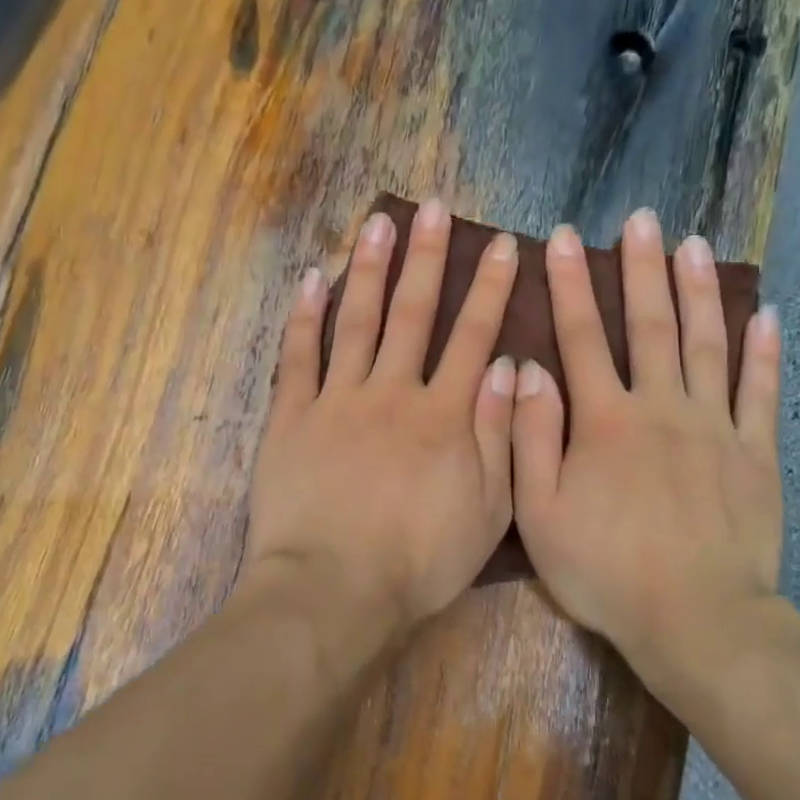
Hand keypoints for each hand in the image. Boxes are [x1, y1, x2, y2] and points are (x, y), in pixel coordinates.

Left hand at [242, 200, 519, 643]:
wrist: (334, 590)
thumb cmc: (419, 561)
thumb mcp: (487, 510)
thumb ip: (499, 434)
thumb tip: (507, 365)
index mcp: (443, 415)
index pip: (472, 337)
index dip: (489, 289)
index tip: (502, 246)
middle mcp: (392, 392)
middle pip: (413, 313)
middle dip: (427, 258)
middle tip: (433, 209)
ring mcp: (337, 400)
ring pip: (357, 320)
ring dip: (369, 269)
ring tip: (378, 223)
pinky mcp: (292, 417)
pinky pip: (298, 356)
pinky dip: (304, 316)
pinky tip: (312, 278)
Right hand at [510, 209, 783, 667]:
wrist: (695, 619)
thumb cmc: (605, 570)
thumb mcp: (539, 513)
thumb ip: (531, 438)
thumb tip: (527, 370)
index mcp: (605, 420)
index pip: (582, 336)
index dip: (570, 283)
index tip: (562, 237)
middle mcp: (661, 407)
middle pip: (651, 325)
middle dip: (641, 268)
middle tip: (642, 218)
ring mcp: (716, 427)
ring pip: (707, 344)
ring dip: (699, 291)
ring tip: (695, 244)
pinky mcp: (756, 453)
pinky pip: (762, 392)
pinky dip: (765, 352)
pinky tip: (767, 316)